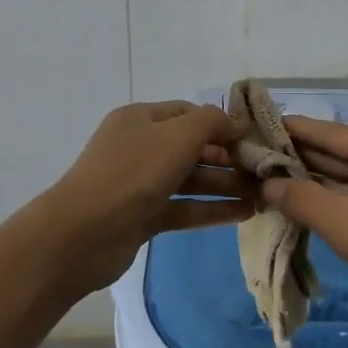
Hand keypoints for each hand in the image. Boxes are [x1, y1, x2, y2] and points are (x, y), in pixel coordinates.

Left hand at [41, 101, 256, 295]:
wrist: (83, 234)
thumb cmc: (134, 172)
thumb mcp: (179, 135)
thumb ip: (214, 122)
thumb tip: (240, 123)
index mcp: (141, 119)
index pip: (189, 113)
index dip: (221, 123)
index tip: (253, 138)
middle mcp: (140, 147)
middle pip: (192, 148)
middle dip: (228, 158)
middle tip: (264, 171)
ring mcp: (140, 184)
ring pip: (191, 180)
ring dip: (225, 186)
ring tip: (263, 196)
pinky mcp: (143, 217)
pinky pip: (184, 208)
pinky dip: (211, 209)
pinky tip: (244, 214)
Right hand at [259, 117, 347, 326]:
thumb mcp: (347, 226)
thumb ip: (303, 199)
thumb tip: (267, 184)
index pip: (330, 133)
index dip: (291, 130)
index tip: (255, 127)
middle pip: (340, 151)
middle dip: (299, 157)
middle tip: (254, 157)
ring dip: (315, 180)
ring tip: (270, 177)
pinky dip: (336, 198)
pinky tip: (306, 201)